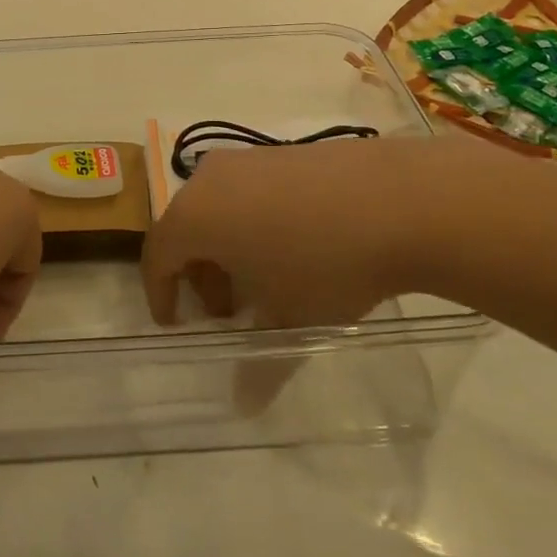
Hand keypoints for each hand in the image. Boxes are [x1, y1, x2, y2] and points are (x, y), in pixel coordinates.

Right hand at [142, 135, 546, 326]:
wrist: (398, 199)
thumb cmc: (326, 263)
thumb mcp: (290, 318)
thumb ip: (259, 366)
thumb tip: (245, 406)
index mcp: (195, 215)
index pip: (157, 253)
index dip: (161, 291)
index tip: (174, 322)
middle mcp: (209, 178)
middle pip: (186, 228)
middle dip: (198, 272)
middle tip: (227, 311)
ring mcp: (247, 158)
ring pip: (217, 206)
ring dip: (226, 246)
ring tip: (263, 280)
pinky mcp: (280, 150)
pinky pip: (247, 190)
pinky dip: (252, 220)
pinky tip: (292, 245)